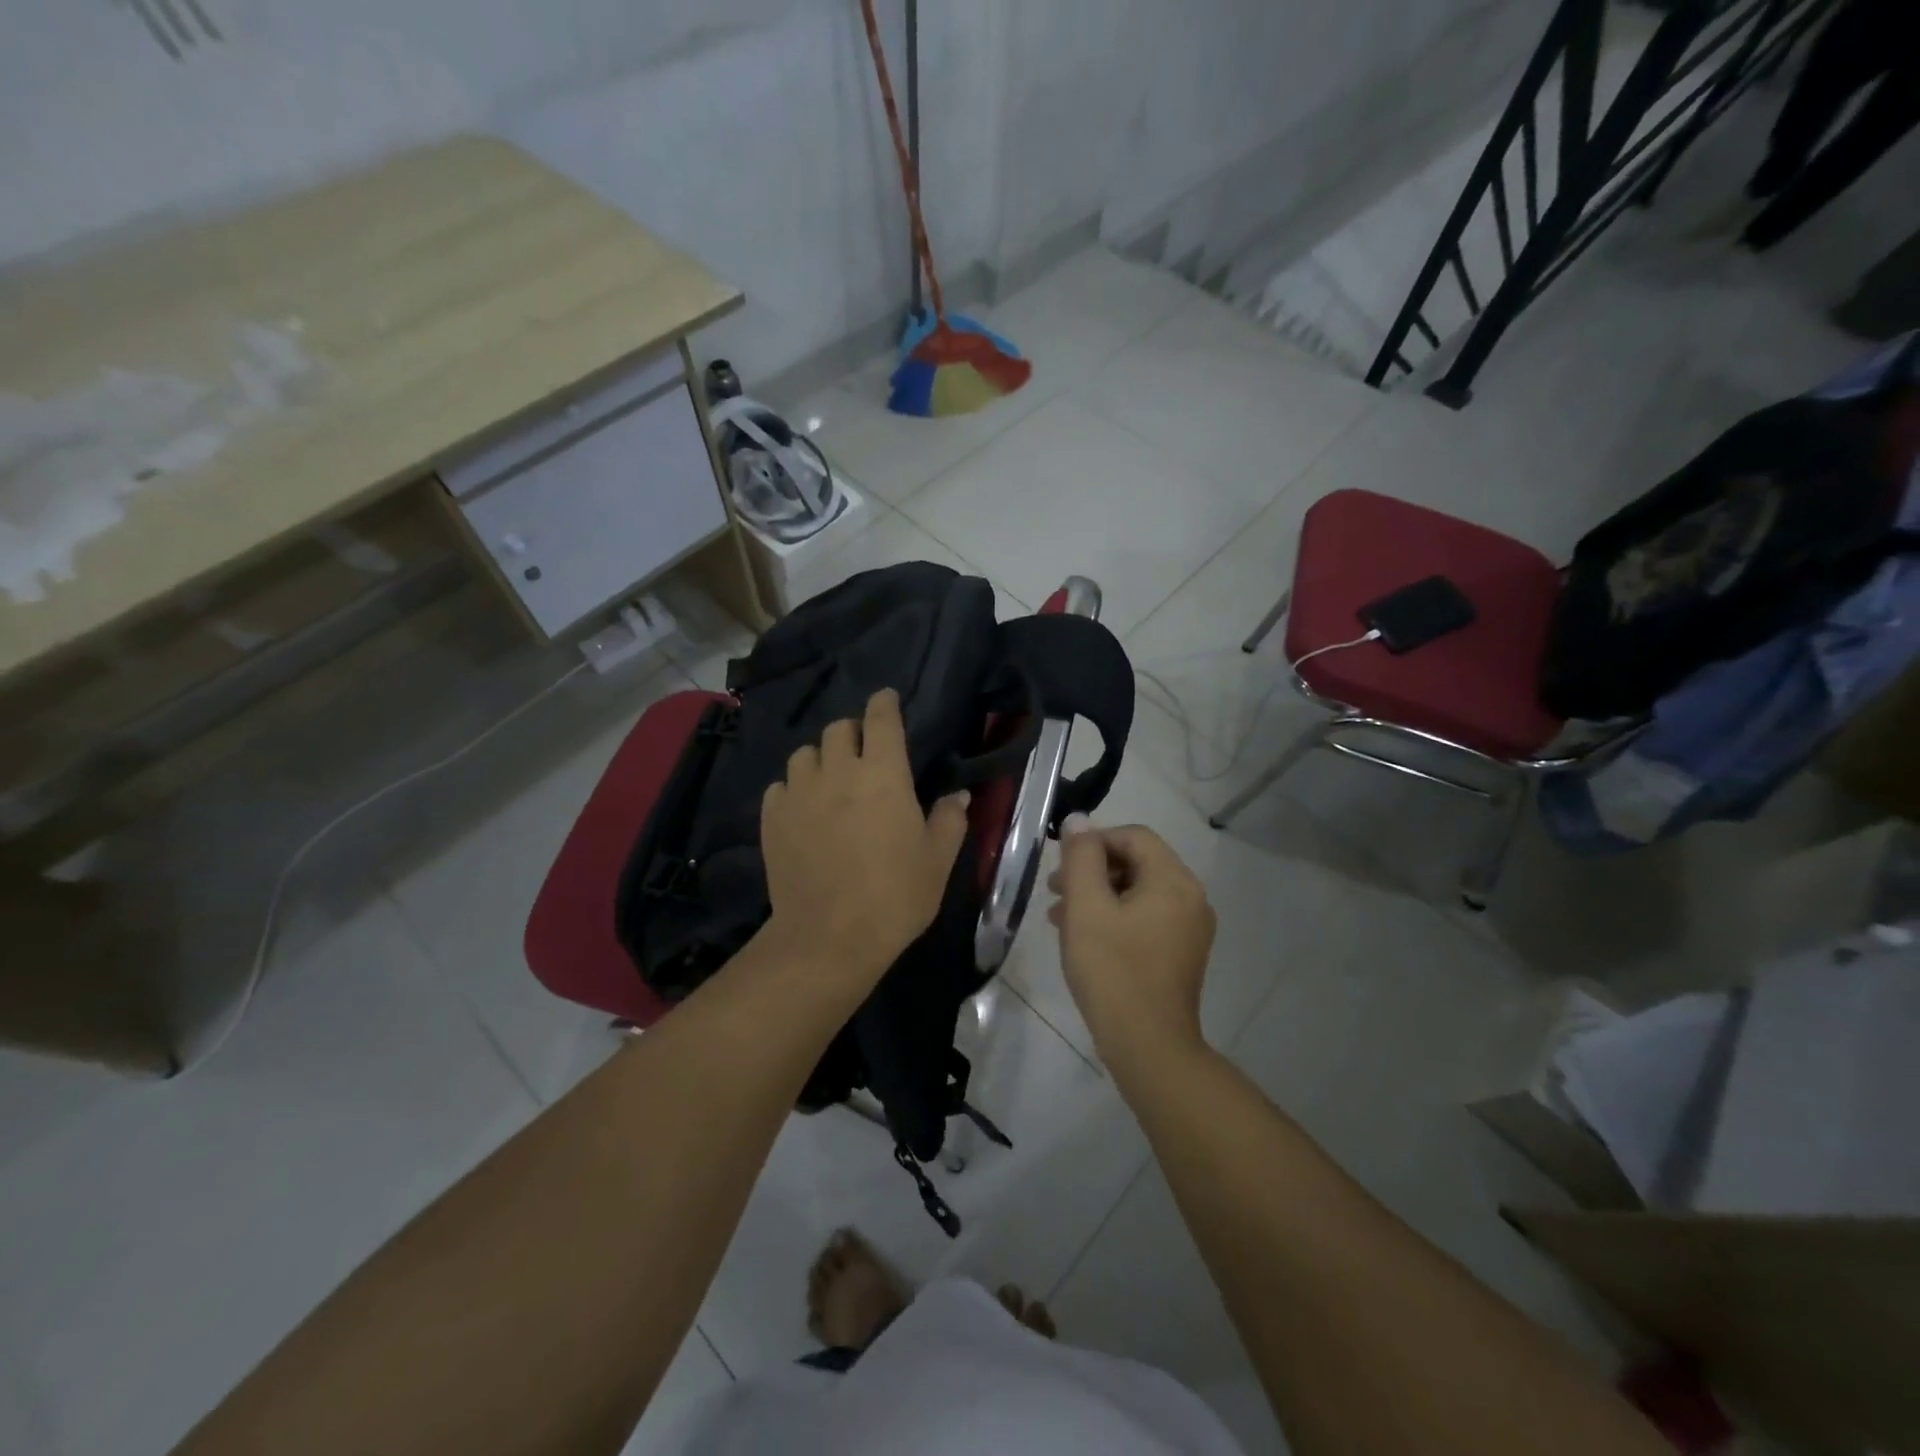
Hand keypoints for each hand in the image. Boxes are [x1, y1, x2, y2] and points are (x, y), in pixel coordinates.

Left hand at [760, 688, 969, 992]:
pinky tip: (803, 809)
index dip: (884, 703)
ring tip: (830, 780)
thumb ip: (950, 820)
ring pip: (804, 753)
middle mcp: (837, 772)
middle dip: (853, 732)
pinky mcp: (773, 818)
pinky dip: (793, 788)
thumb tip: (957, 796)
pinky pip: (780, 786)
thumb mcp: (937, 861)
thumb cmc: (895, 896)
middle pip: (838, 728)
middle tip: (864, 753)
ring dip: (820, 758)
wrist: (829, 938)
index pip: (880, 719)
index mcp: (883, 774)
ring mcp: (799, 793)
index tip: (886, 699)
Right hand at [1048, 819, 1215, 1075]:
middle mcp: (1191, 897)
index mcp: (1174, 880)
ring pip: (1139, 891)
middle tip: (1055, 890)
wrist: (1148, 1047)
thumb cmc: (1113, 970)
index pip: (1133, 836)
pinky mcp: (1182, 953)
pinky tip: (1085, 937)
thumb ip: (1081, 857)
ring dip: (1099, 894)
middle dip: (1093, 870)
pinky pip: (1147, 917)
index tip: (1061, 865)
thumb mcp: (1086, 907)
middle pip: (1138, 862)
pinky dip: (1116, 917)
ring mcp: (1191, 928)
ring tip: (1060, 916)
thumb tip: (1079, 820)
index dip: (1094, 841)